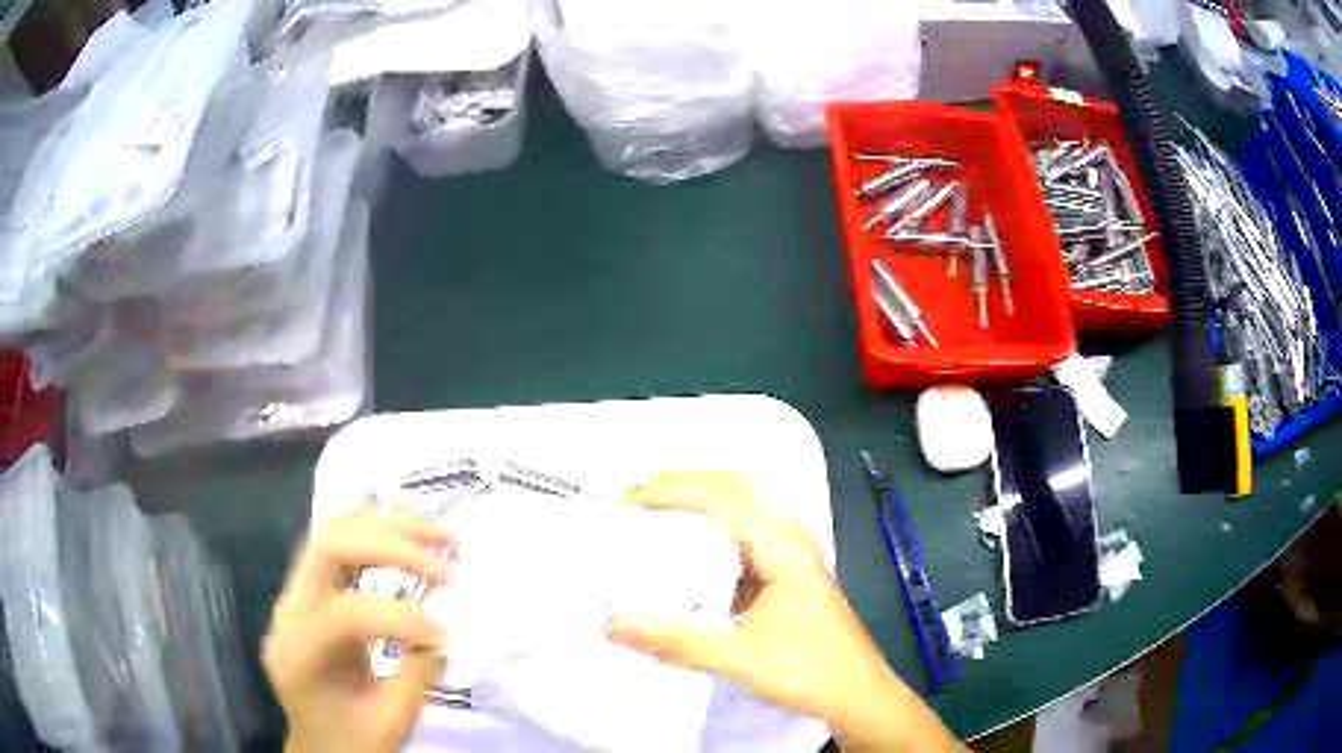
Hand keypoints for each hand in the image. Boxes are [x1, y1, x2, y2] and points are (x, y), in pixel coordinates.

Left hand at [264, 508, 452, 752]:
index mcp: (298, 654)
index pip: (344, 613)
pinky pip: (339, 546)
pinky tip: (410, 528)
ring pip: (333, 532)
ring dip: (389, 526)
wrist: (321, 745)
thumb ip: (415, 675)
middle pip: (328, 546)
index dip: (399, 616)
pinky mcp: (311, 590)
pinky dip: (377, 532)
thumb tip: (443, 629)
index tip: (447, 633)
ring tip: (440, 533)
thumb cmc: (353, 741)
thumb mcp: (390, 723)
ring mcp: (296, 595)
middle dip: (391, 542)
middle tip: (446, 552)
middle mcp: (288, 611)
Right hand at [605, 472, 960, 752]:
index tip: (629, 501)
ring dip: (696, 505)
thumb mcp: (741, 659)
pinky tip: (684, 558)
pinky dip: (708, 534)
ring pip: (740, 512)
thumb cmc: (811, 671)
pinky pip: (742, 538)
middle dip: (682, 485)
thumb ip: (679, 642)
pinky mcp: (786, 575)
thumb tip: (613, 622)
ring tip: (649, 519)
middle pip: (734, 489)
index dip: (675, 488)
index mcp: (784, 548)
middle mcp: (789, 540)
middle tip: (633, 501)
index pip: (726, 495)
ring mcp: (790, 556)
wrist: (859, 695)